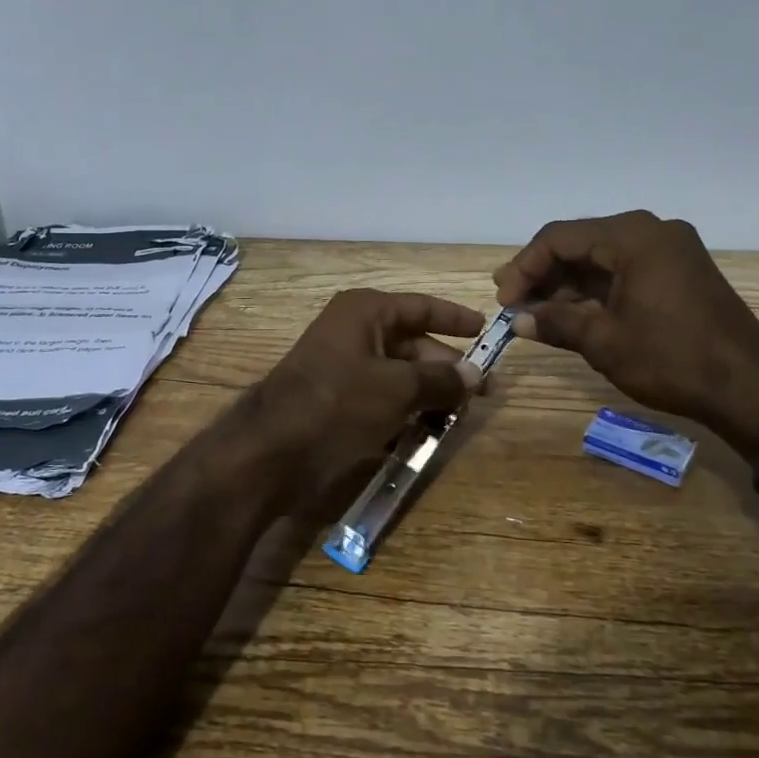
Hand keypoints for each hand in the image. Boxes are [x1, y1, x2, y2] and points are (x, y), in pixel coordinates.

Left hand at [250, 289, 483, 506]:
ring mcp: (344, 367)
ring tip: (460, 416)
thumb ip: (440, 379)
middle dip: (446, 367)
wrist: (273, 450)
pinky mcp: (338, 400)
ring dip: (428, 393)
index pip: (420, 307)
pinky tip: (427, 432)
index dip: (454, 318)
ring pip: (399, 374)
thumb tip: (475, 375)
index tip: (485, 330)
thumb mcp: (397, 388)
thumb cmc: (338, 402)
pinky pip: (382, 398)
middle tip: (481, 392)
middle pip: (412, 343)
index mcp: (365, 312)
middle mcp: (354, 332)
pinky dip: (405, 411)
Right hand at [493, 211, 758, 458]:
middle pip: (580, 243)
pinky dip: (597, 289)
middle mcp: (652, 230)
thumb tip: (517, 320)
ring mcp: (670, 249)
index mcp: (632, 235)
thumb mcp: (604, 341)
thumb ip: (555, 322)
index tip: (503, 299)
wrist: (750, 388)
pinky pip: (625, 269)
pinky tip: (574, 313)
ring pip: (602, 257)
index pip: (559, 238)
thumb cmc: (671, 358)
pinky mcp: (680, 270)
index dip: (524, 267)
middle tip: (513, 304)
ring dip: (568, 284)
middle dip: (544, 274)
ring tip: (537, 314)